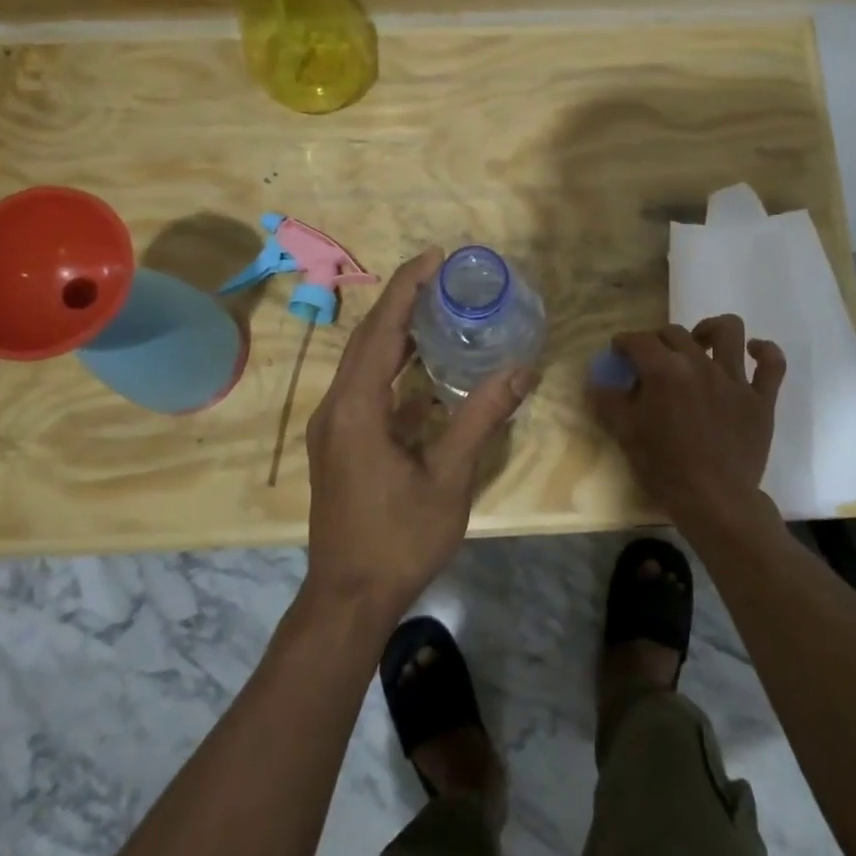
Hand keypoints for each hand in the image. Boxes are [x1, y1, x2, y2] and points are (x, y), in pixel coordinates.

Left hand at [304, 246, 539, 612]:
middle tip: (442, 276)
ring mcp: (333, 427)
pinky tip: (425, 370)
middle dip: (402, 301)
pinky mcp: (339, 444)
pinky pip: (365, 389)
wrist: (348, 598)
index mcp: (356, 408)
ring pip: (364, 363)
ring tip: (437, 310)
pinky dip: (394, 368)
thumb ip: (481, 419)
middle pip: (368, 339)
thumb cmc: (399, 538)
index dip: (406, 288)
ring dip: (397, 333)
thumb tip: (521, 371)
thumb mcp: (448, 478)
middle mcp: (336, 407)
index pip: (381, 330)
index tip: (435, 257)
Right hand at [588, 316, 786, 531]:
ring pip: (729, 331)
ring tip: (701, 342)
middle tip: (650, 359)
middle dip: (658, 339)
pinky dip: (764, 352)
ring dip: (711, 329)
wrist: (715, 501)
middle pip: (676, 333)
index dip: (624, 343)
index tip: (619, 352)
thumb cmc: (664, 468)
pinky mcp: (761, 399)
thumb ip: (608, 402)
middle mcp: (700, 365)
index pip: (639, 341)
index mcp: (664, 371)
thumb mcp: (626, 434)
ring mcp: (734, 380)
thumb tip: (595, 381)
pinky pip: (772, 365)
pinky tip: (753, 352)